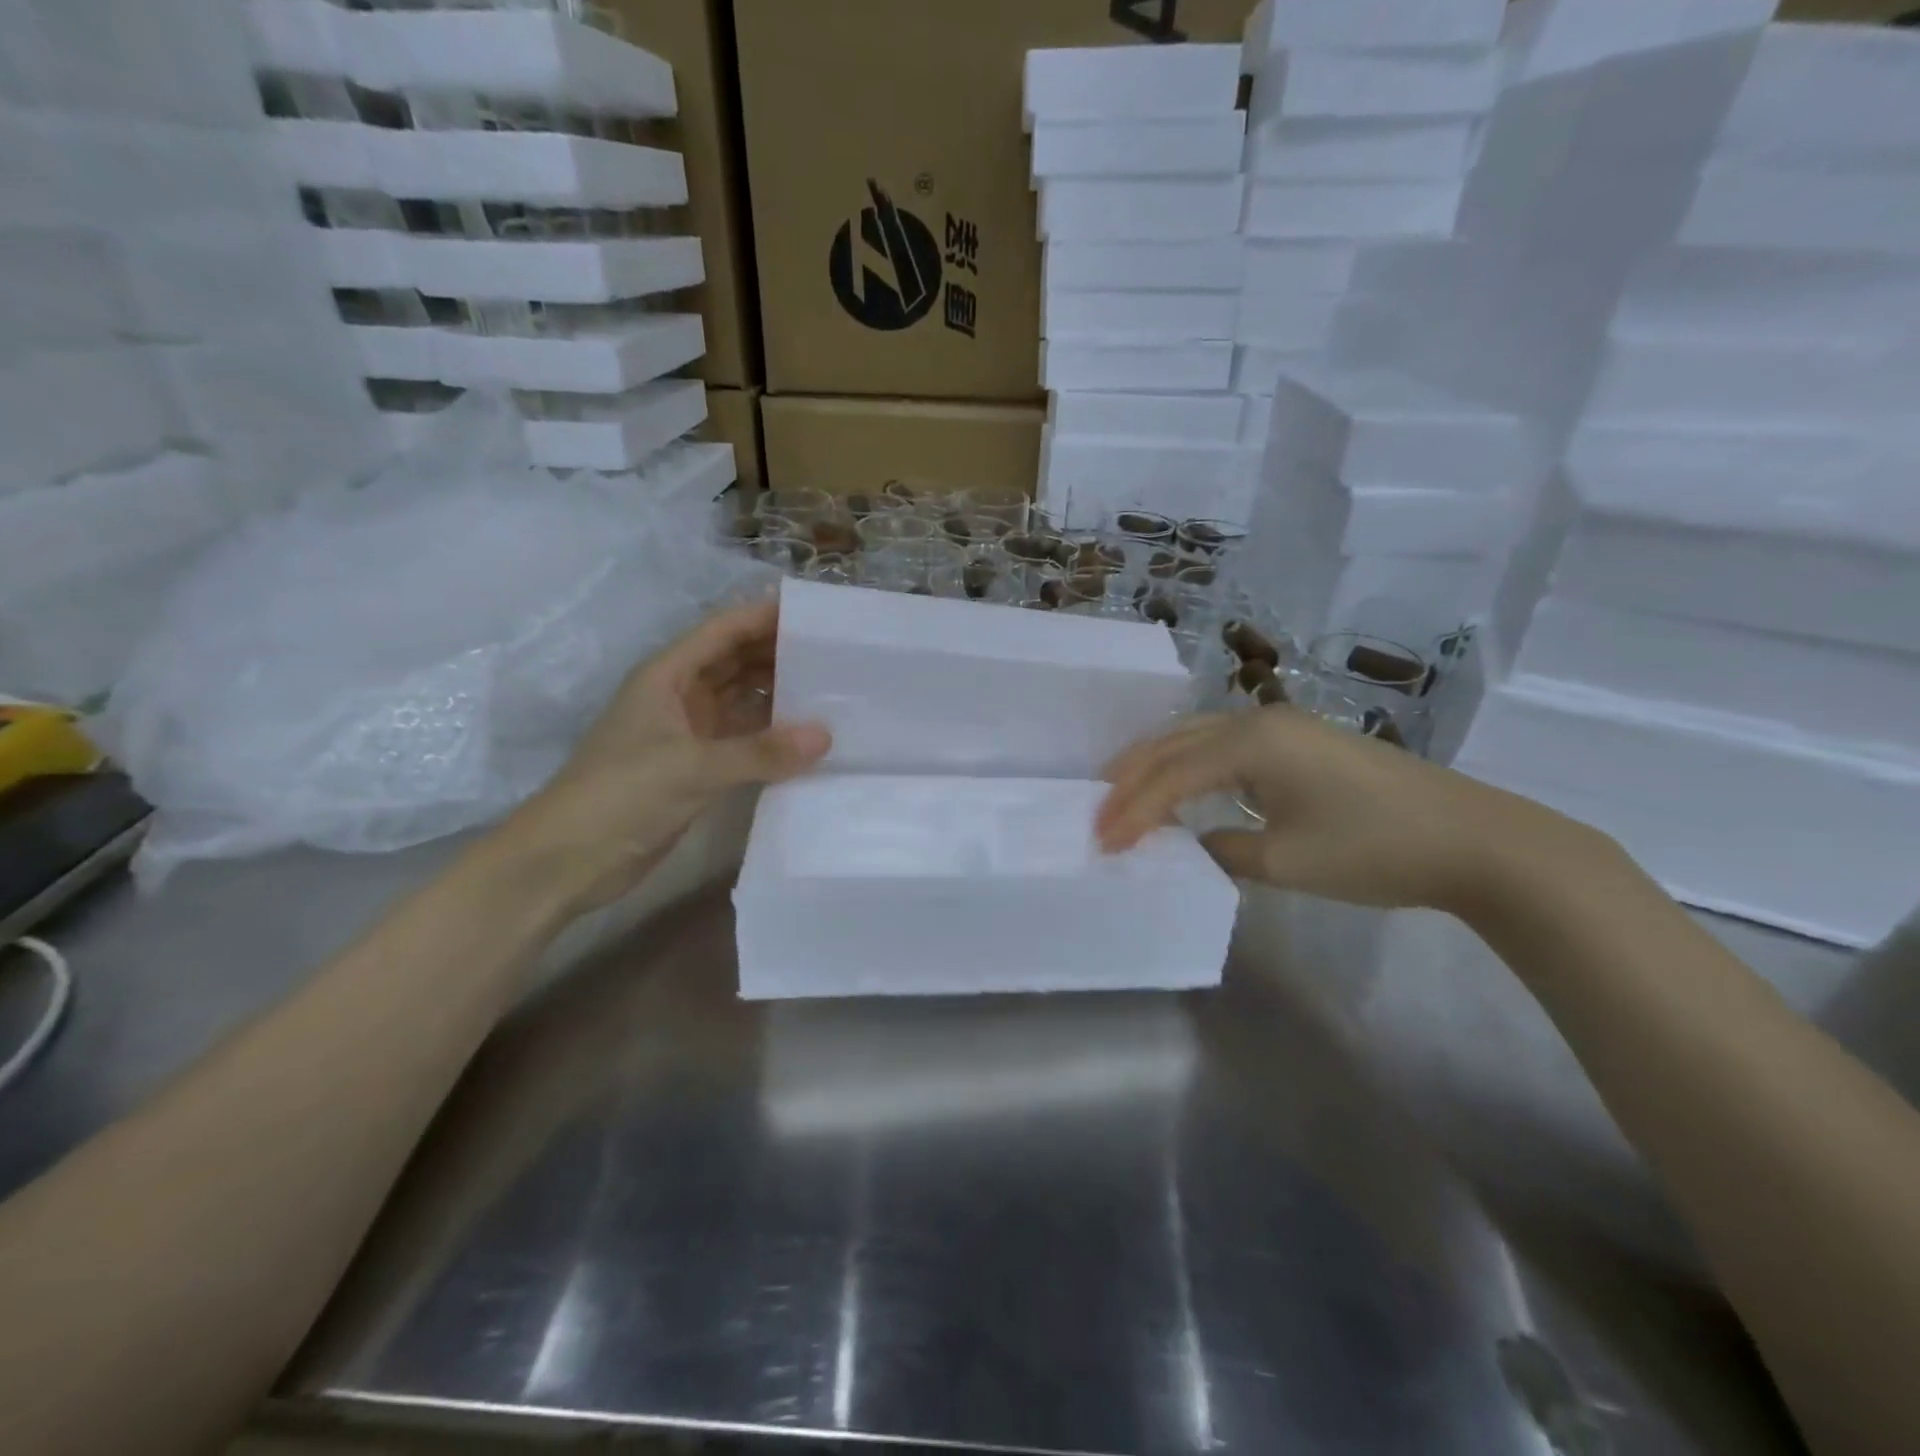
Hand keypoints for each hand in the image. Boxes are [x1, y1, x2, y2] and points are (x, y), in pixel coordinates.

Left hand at [494, 600, 829, 916]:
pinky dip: (772, 737)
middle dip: (781, 654)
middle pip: (737, 661)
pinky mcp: (698, 767)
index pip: (724, 631)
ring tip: (834, 691)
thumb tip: (825, 736)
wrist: (568, 860)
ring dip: (780, 695)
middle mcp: (681, 695)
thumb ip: (761, 752)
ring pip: (743, 700)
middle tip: (838, 655)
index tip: (816, 615)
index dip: (765, 616)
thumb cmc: (620, 795)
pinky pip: (744, 739)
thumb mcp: (692, 767)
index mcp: (668, 675)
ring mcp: (689, 732)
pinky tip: (808, 739)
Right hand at [1095, 706, 1610, 915]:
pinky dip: (1189, 766)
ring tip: (1121, 794)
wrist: (1474, 839)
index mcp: (1251, 742)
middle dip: (1130, 779)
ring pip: (1196, 739)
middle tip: (1096, 811)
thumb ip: (1222, 850)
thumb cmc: (1374, 849)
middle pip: (1174, 744)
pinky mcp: (1299, 741)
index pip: (1171, 777)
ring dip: (1157, 767)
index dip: (1131, 811)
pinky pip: (1223, 747)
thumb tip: (1192, 843)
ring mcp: (1282, 726)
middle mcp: (1258, 721)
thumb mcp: (1286, 861)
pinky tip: (1180, 785)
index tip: (1101, 843)